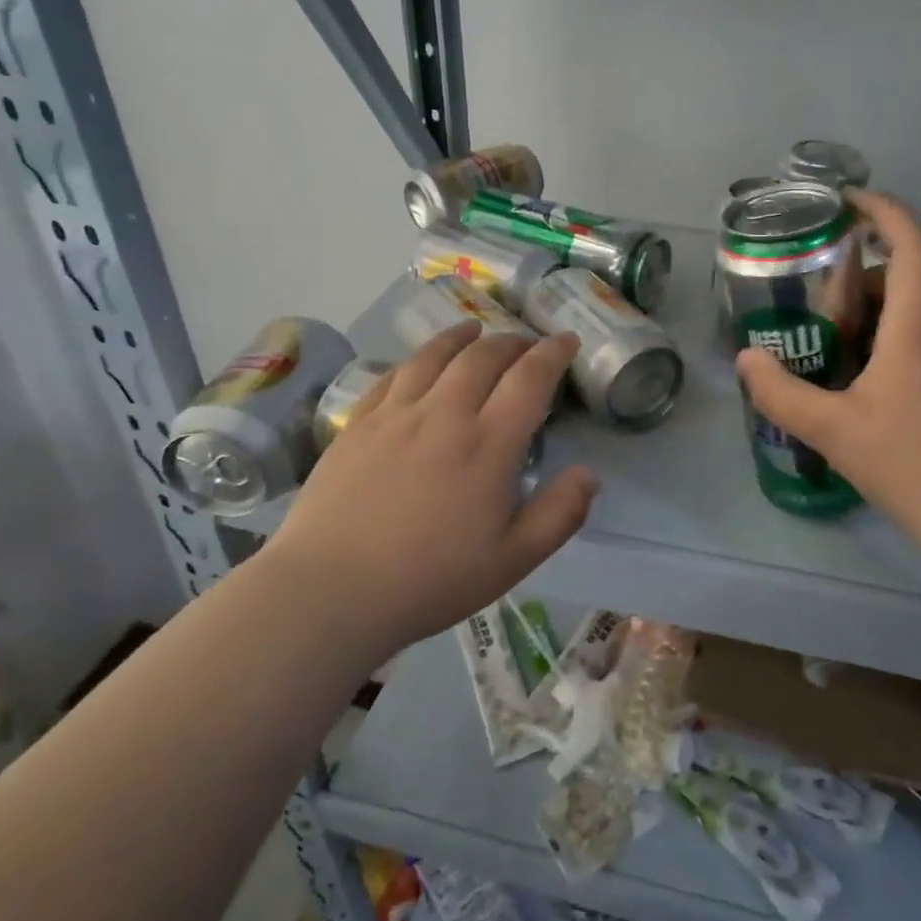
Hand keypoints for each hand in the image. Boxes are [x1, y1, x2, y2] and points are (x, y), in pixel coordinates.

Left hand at [264, 324, 598, 656]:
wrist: (331, 590)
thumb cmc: (430, 580)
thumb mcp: (513, 560)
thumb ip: (559, 514)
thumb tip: (589, 473)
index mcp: (488, 444)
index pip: (529, 379)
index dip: (553, 353)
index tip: (566, 340)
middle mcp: (444, 414)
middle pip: (483, 357)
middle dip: (511, 342)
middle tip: (525, 344)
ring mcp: (396, 415)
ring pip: (435, 356)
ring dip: (462, 337)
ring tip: (474, 330)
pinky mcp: (358, 424)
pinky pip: (393, 375)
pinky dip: (417, 359)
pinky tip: (420, 362)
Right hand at [735, 190, 920, 556]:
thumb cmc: (911, 463)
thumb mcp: (832, 429)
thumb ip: (782, 393)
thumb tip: (747, 359)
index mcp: (918, 326)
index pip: (911, 244)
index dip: (882, 210)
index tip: (845, 201)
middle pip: (911, 273)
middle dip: (865, 267)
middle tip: (817, 284)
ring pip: (916, 308)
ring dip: (874, 305)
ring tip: (827, 330)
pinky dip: (886, 336)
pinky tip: (855, 375)